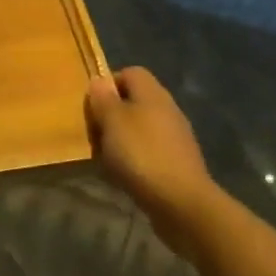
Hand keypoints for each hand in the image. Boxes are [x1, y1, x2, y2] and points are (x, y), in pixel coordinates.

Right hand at [85, 68, 217, 253]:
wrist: (182, 203)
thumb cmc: (141, 154)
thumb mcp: (112, 121)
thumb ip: (103, 99)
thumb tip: (99, 81)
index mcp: (152, 93)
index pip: (130, 73)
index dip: (108, 84)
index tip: (93, 106)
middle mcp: (167, 109)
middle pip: (135, 101)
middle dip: (112, 116)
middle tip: (95, 133)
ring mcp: (176, 137)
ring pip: (141, 128)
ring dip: (122, 140)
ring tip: (106, 158)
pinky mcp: (178, 163)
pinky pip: (149, 152)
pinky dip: (135, 160)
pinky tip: (124, 176)